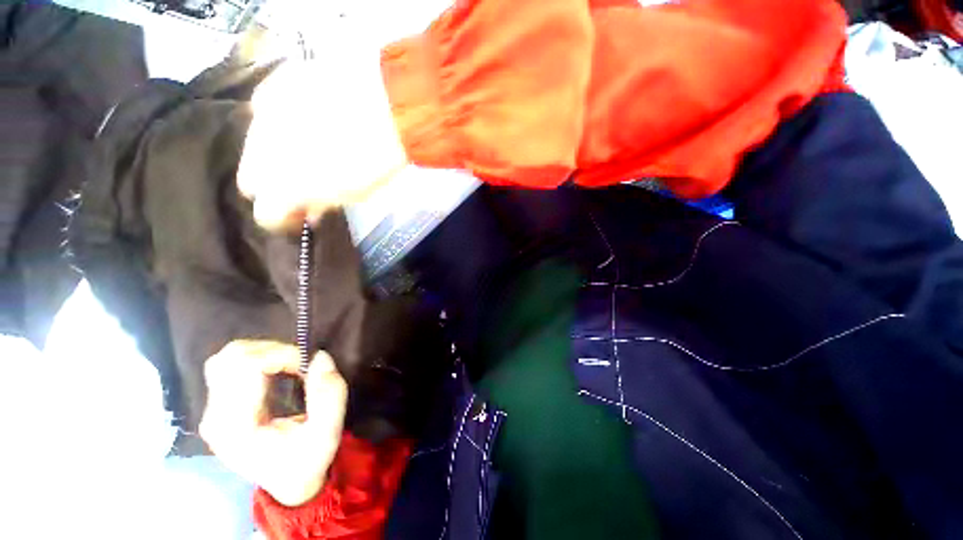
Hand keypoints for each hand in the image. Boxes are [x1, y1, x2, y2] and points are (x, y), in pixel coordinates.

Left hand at [200, 340, 347, 506]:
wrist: (289, 483)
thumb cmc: (307, 460)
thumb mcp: (328, 432)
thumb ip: (329, 395)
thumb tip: (320, 356)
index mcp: (236, 427)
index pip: (247, 366)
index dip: (283, 355)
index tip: (308, 366)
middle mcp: (216, 416)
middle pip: (232, 357)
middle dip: (274, 350)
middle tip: (300, 364)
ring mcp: (212, 411)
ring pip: (228, 357)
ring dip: (265, 351)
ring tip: (289, 365)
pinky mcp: (218, 405)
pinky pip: (230, 365)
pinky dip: (258, 357)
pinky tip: (276, 370)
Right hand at [238, 48, 408, 231]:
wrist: (387, 107)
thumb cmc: (377, 161)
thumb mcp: (353, 194)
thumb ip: (322, 204)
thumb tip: (309, 211)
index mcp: (282, 189)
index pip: (266, 215)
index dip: (284, 219)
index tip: (300, 215)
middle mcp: (258, 154)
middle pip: (251, 180)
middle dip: (273, 186)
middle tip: (300, 184)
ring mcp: (262, 114)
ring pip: (254, 143)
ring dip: (274, 152)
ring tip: (306, 149)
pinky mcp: (272, 83)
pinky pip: (268, 108)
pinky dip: (281, 119)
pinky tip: (305, 119)